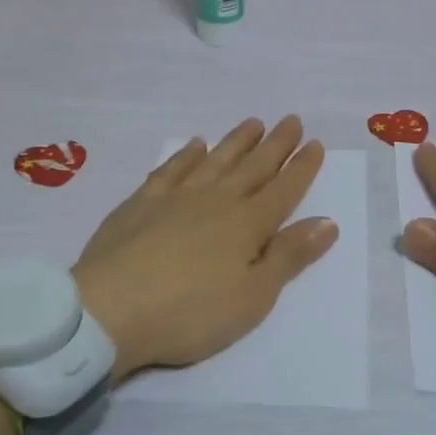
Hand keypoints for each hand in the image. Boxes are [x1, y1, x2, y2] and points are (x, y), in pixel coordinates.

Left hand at [73, 116, 338, 380]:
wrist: (108, 311)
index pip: (284, 190)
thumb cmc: (190, 314)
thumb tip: (327, 222)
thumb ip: (289, 257)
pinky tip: (195, 145)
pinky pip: (170, 170)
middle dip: (276, 144)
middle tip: (291, 120)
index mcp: (247, 225)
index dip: (302, 167)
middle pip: (253, 167)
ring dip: (237, 142)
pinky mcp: (140, 204)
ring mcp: (175, 198)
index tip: (316, 144)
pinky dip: (186, 155)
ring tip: (254, 123)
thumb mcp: (252, 297)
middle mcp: (216, 201)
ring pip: (215, 161)